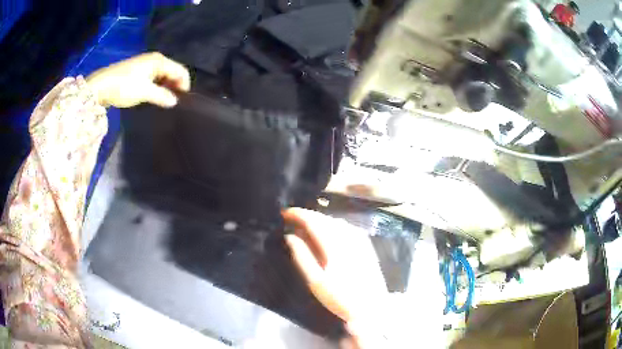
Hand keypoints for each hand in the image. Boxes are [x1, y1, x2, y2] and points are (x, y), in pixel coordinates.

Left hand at [86, 52, 189, 107]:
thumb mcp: (145, 92)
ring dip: (164, 88)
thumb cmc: (124, 86)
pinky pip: (153, 77)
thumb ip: (162, 96)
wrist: (100, 85)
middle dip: (174, 86)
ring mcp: (145, 64)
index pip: (181, 71)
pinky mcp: (137, 71)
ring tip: (161, 102)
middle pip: (172, 72)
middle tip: (171, 104)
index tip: (180, 102)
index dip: (184, 86)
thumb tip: (174, 102)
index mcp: (159, 61)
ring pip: (162, 75)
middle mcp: (155, 59)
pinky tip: (151, 96)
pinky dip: (155, 86)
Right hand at [282, 208, 387, 331]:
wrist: (371, 306)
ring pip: (336, 221)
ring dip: (319, 219)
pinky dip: (332, 224)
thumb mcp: (316, 281)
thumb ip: (302, 257)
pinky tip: (328, 232)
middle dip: (307, 215)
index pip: (313, 221)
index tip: (284, 214)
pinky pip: (346, 226)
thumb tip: (289, 236)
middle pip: (324, 218)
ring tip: (306, 225)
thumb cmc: (340, 297)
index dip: (297, 214)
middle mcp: (348, 236)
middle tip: (292, 219)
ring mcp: (359, 239)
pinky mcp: (366, 244)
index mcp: (334, 245)